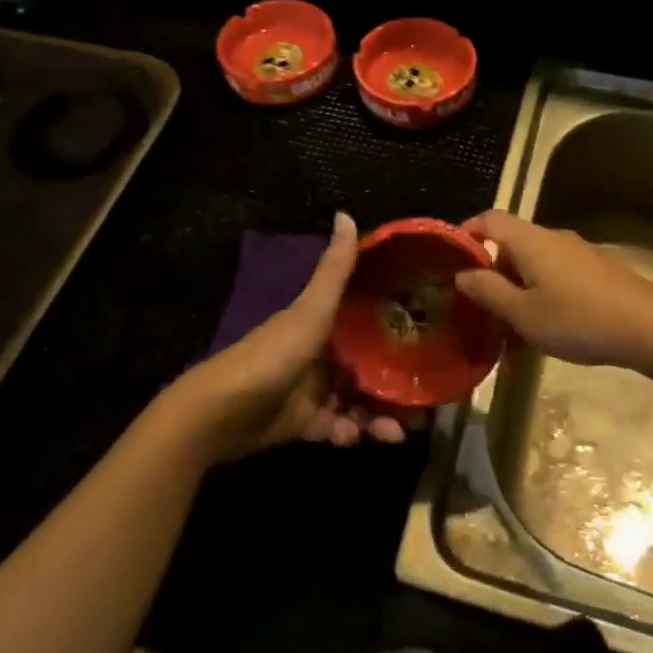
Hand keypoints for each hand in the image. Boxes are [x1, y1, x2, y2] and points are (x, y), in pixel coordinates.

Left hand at [166, 213, 410, 461]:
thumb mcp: (311, 310)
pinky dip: (351, 433)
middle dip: (396, 382)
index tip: (431, 335)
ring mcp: (311, 389)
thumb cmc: (273, 354)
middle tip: (425, 400)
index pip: (366, 319)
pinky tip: (361, 439)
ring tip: (400, 432)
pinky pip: (336, 427)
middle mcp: (320, 353)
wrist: (221, 412)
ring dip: (379, 415)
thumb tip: (345, 214)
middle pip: (367, 365)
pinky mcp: (302, 424)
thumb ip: (334, 270)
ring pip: (356, 400)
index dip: (396, 326)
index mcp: (322, 322)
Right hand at [454, 211, 652, 375]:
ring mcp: (579, 252)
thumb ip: (489, 292)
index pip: (490, 219)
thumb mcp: (524, 314)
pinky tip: (546, 329)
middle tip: (481, 309)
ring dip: (518, 290)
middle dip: (493, 273)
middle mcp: (553, 238)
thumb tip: (462, 273)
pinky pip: (557, 275)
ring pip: (535, 264)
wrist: (650, 327)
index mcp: (530, 241)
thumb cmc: (578, 319)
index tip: (451, 257)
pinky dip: (542, 294)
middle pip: (512, 244)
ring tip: (512, 330)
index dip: (467, 232)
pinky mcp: (598, 271)